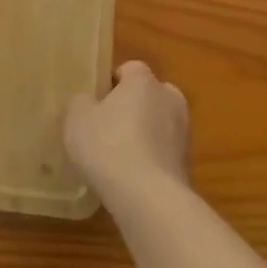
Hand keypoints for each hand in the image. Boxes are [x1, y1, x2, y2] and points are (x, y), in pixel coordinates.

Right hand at [64, 60, 190, 200]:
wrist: (149, 198)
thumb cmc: (109, 146)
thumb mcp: (77, 118)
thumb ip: (82, 102)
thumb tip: (89, 101)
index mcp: (144, 80)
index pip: (130, 69)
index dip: (112, 83)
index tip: (96, 103)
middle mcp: (170, 98)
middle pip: (149, 95)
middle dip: (133, 106)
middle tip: (107, 127)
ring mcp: (185, 132)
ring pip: (160, 124)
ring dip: (145, 134)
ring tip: (119, 157)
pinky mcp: (189, 163)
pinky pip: (164, 152)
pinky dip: (152, 159)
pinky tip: (133, 177)